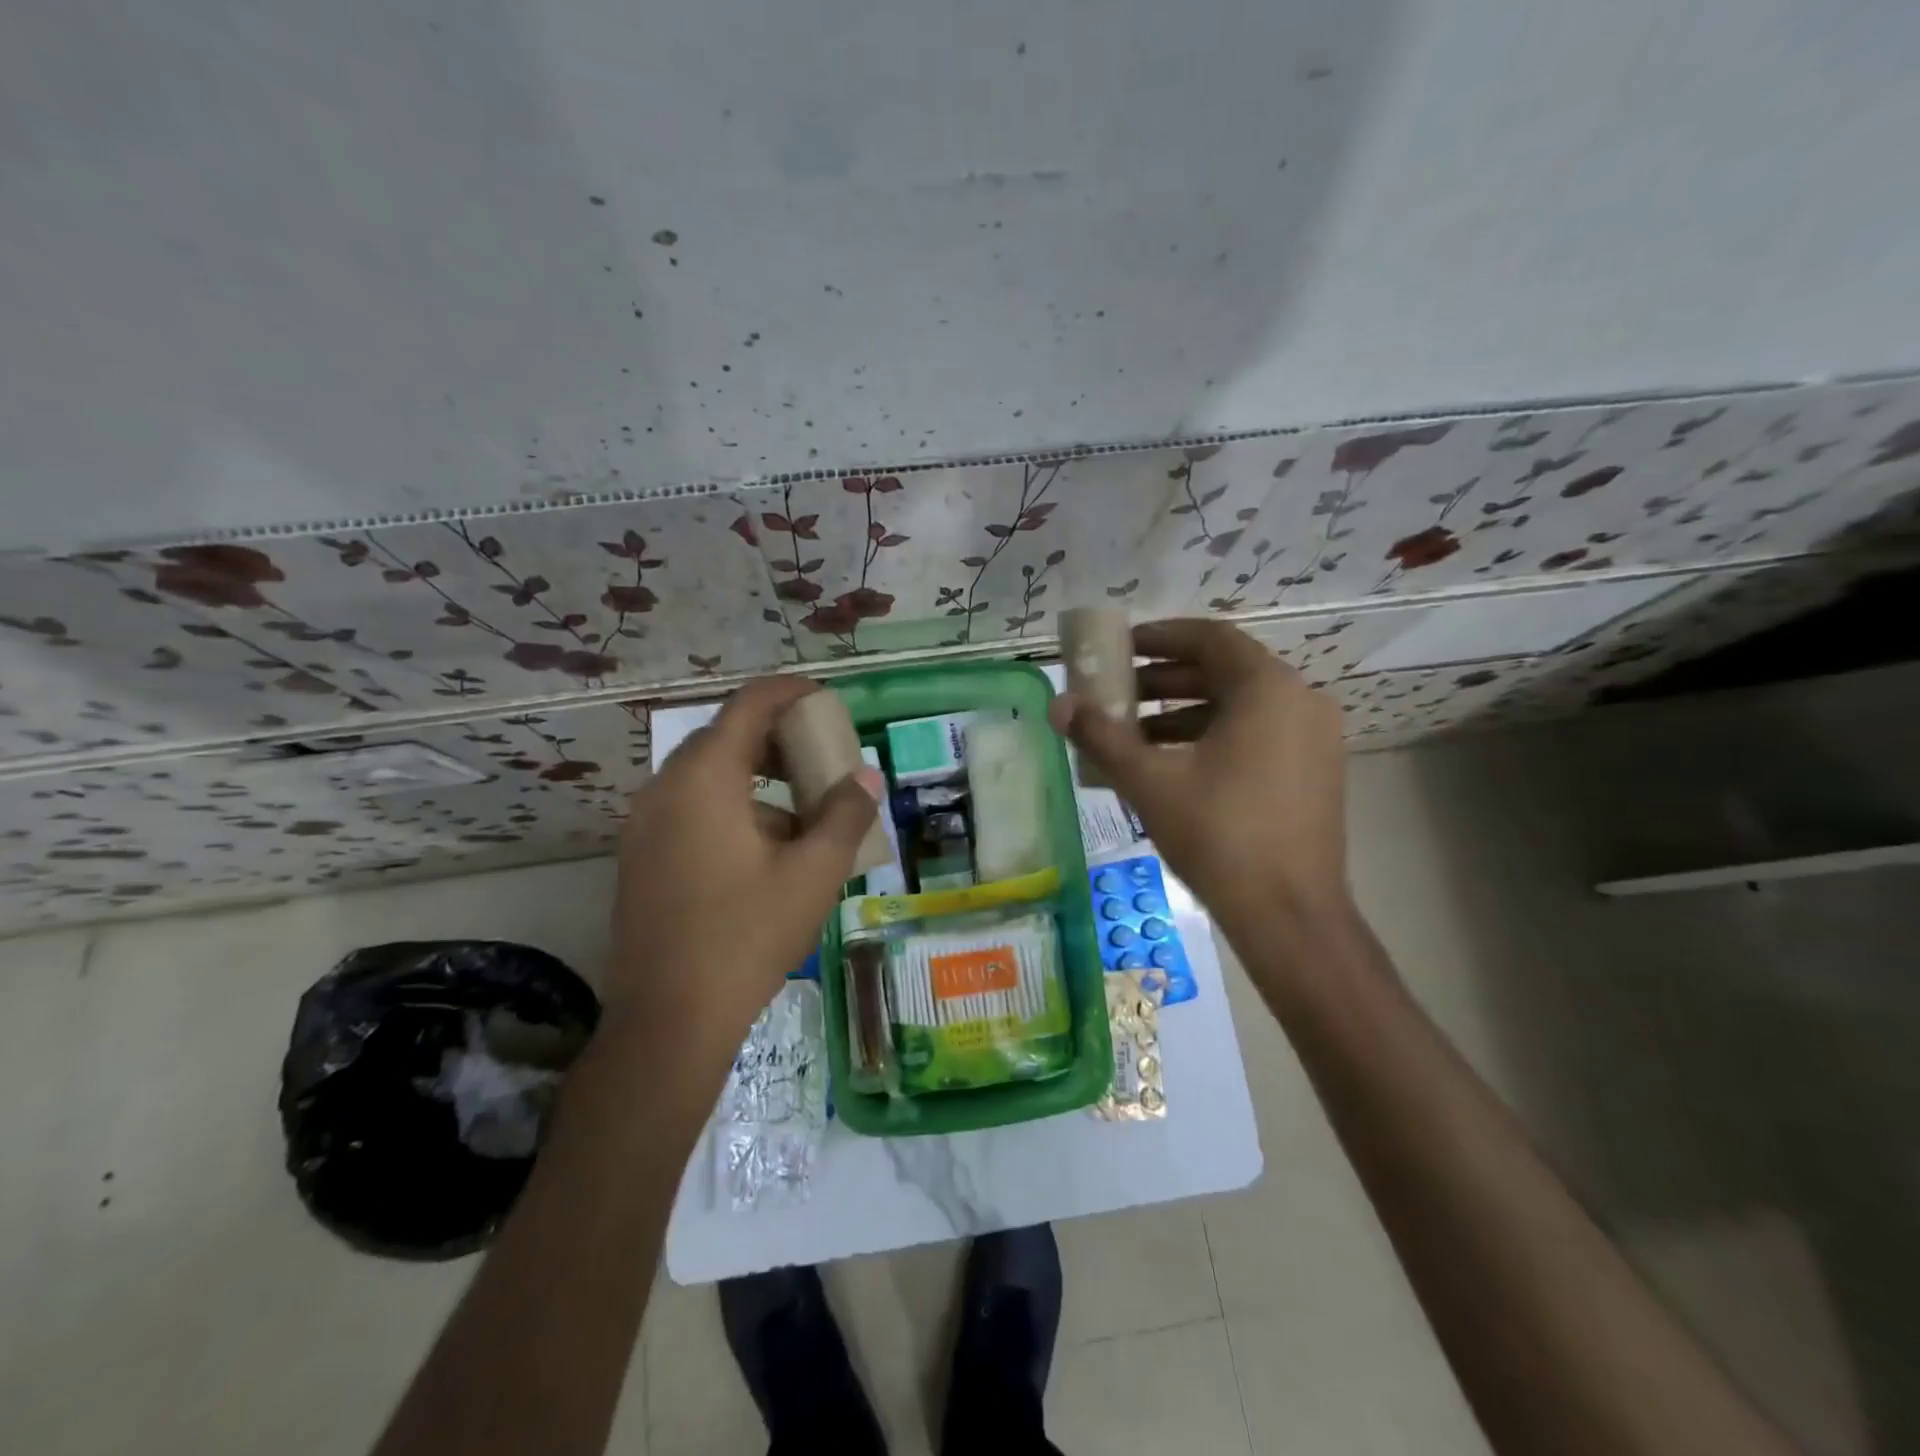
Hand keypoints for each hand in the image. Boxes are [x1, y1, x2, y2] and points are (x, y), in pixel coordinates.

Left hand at [608, 677, 882, 1044]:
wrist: (669, 1020)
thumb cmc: (747, 935)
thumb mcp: (813, 873)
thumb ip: (845, 815)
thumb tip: (866, 776)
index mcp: (705, 778)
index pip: (750, 705)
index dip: (791, 693)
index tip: (827, 702)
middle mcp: (665, 788)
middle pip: (727, 738)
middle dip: (779, 740)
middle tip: (822, 757)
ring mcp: (645, 824)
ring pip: (709, 778)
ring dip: (758, 779)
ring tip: (805, 812)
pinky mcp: (641, 857)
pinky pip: (692, 809)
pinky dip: (733, 809)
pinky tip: (768, 852)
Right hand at [1049, 618, 1353, 943]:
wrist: (1290, 915)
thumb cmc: (1220, 835)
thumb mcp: (1150, 781)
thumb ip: (1102, 737)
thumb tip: (1058, 706)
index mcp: (1267, 689)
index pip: (1210, 637)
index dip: (1160, 637)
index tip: (1121, 647)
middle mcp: (1300, 700)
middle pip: (1224, 671)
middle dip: (1164, 680)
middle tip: (1117, 692)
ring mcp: (1314, 738)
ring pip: (1240, 706)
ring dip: (1184, 713)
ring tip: (1133, 734)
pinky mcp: (1314, 771)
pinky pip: (1257, 734)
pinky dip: (1213, 737)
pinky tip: (1172, 765)